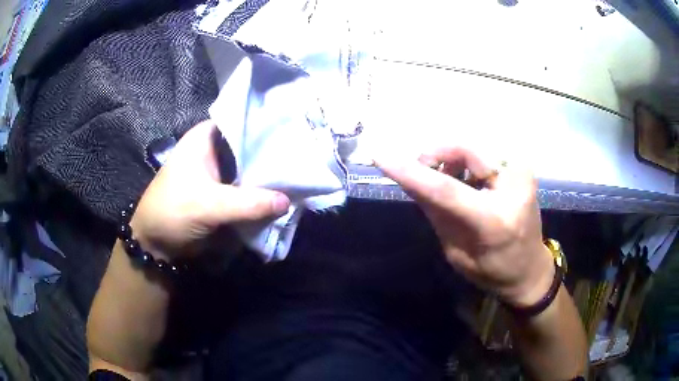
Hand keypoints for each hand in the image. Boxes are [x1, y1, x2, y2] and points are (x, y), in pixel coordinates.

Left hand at [130, 120, 290, 259]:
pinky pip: (247, 187)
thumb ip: (248, 203)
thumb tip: (288, 201)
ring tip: (299, 174)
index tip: (295, 130)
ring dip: (268, 175)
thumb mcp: (209, 205)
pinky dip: (261, 192)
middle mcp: (213, 149)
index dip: (267, 125)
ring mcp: (218, 172)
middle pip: (249, 145)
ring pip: (250, 168)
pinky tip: (283, 193)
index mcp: (205, 137)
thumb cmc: (173, 212)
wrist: (157, 244)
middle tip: (303, 155)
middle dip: (272, 153)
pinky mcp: (222, 192)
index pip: (242, 121)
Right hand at [375, 147, 553, 306]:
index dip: (411, 171)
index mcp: (494, 221)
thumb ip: (435, 212)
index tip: (379, 155)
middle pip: (465, 151)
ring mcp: (522, 172)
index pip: (447, 189)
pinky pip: (484, 152)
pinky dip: (466, 161)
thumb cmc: (492, 271)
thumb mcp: (455, 252)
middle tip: (423, 170)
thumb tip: (409, 178)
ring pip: (473, 147)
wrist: (530, 269)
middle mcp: (514, 188)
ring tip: (449, 181)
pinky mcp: (522, 166)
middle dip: (436, 156)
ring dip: (452, 159)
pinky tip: (466, 179)